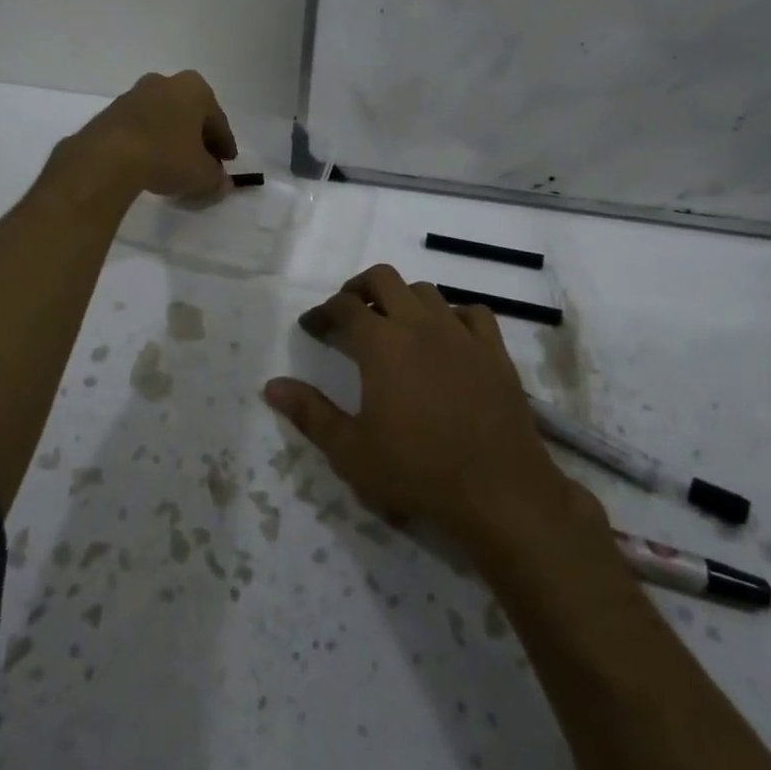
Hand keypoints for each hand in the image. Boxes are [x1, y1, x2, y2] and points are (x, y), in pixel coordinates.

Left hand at [62, 70, 236, 200]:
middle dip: (197, 138)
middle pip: (189, 114)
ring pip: (163, 118)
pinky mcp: (111, 111)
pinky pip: (140, 127)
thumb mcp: (201, 175)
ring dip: (171, 138)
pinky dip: (148, 142)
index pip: (217, 120)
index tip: (226, 163)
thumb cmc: (166, 156)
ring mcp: (135, 94)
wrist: (108, 157)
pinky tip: (148, 164)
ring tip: (173, 166)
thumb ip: (216, 179)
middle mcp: (165, 82)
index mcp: (194, 89)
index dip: (224, 145)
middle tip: (202, 163)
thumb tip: (222, 183)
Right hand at [265, 266, 603, 551]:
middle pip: (383, 279)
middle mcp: (418, 324)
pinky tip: (448, 336)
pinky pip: (473, 313)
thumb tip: (271, 385)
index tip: (311, 327)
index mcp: (380, 343)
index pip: (343, 307)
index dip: (321, 312)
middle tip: (348, 312)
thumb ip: (309, 413)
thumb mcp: (351, 451)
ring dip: (403, 299)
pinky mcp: (494, 350)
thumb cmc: (417, 470)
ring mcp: (460, 333)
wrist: (499, 490)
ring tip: (394, 324)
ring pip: (426, 291)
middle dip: (358, 287)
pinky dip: (453, 315)